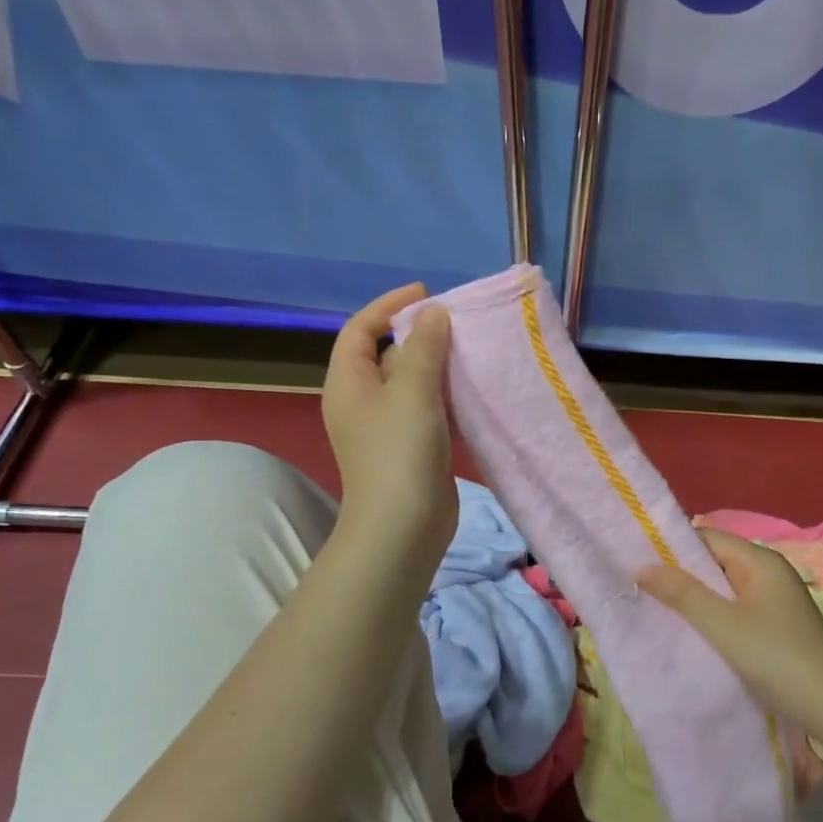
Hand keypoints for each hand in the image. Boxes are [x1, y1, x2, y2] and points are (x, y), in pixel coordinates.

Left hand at [321, 284, 456, 571]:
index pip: (360, 329)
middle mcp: (363, 401)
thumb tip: (433, 313)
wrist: (403, 527)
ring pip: (412, 383)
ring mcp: (386, 427)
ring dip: (438, 365)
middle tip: (459, 324)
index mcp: (349, 383)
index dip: (388, 305)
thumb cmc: (400, 452)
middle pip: (388, 354)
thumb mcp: (413, 391)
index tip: (426, 293)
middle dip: (420, 335)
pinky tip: (473, 390)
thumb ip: (424, 347)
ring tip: (473, 351)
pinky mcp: (410, 447)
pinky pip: (427, 408)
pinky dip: (447, 395)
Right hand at [638, 529, 822, 753]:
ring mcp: (774, 599)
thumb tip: (642, 567)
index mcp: (760, 560)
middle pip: (715, 561)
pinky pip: (734, 608)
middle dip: (680, 573)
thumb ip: (683, 594)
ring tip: (656, 607)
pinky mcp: (775, 624)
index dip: (672, 545)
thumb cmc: (777, 657)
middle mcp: (768, 572)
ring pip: (723, 587)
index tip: (636, 559)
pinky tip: (691, 630)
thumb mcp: (723, 624)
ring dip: (694, 597)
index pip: (707, 537)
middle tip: (640, 586)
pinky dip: (712, 615)